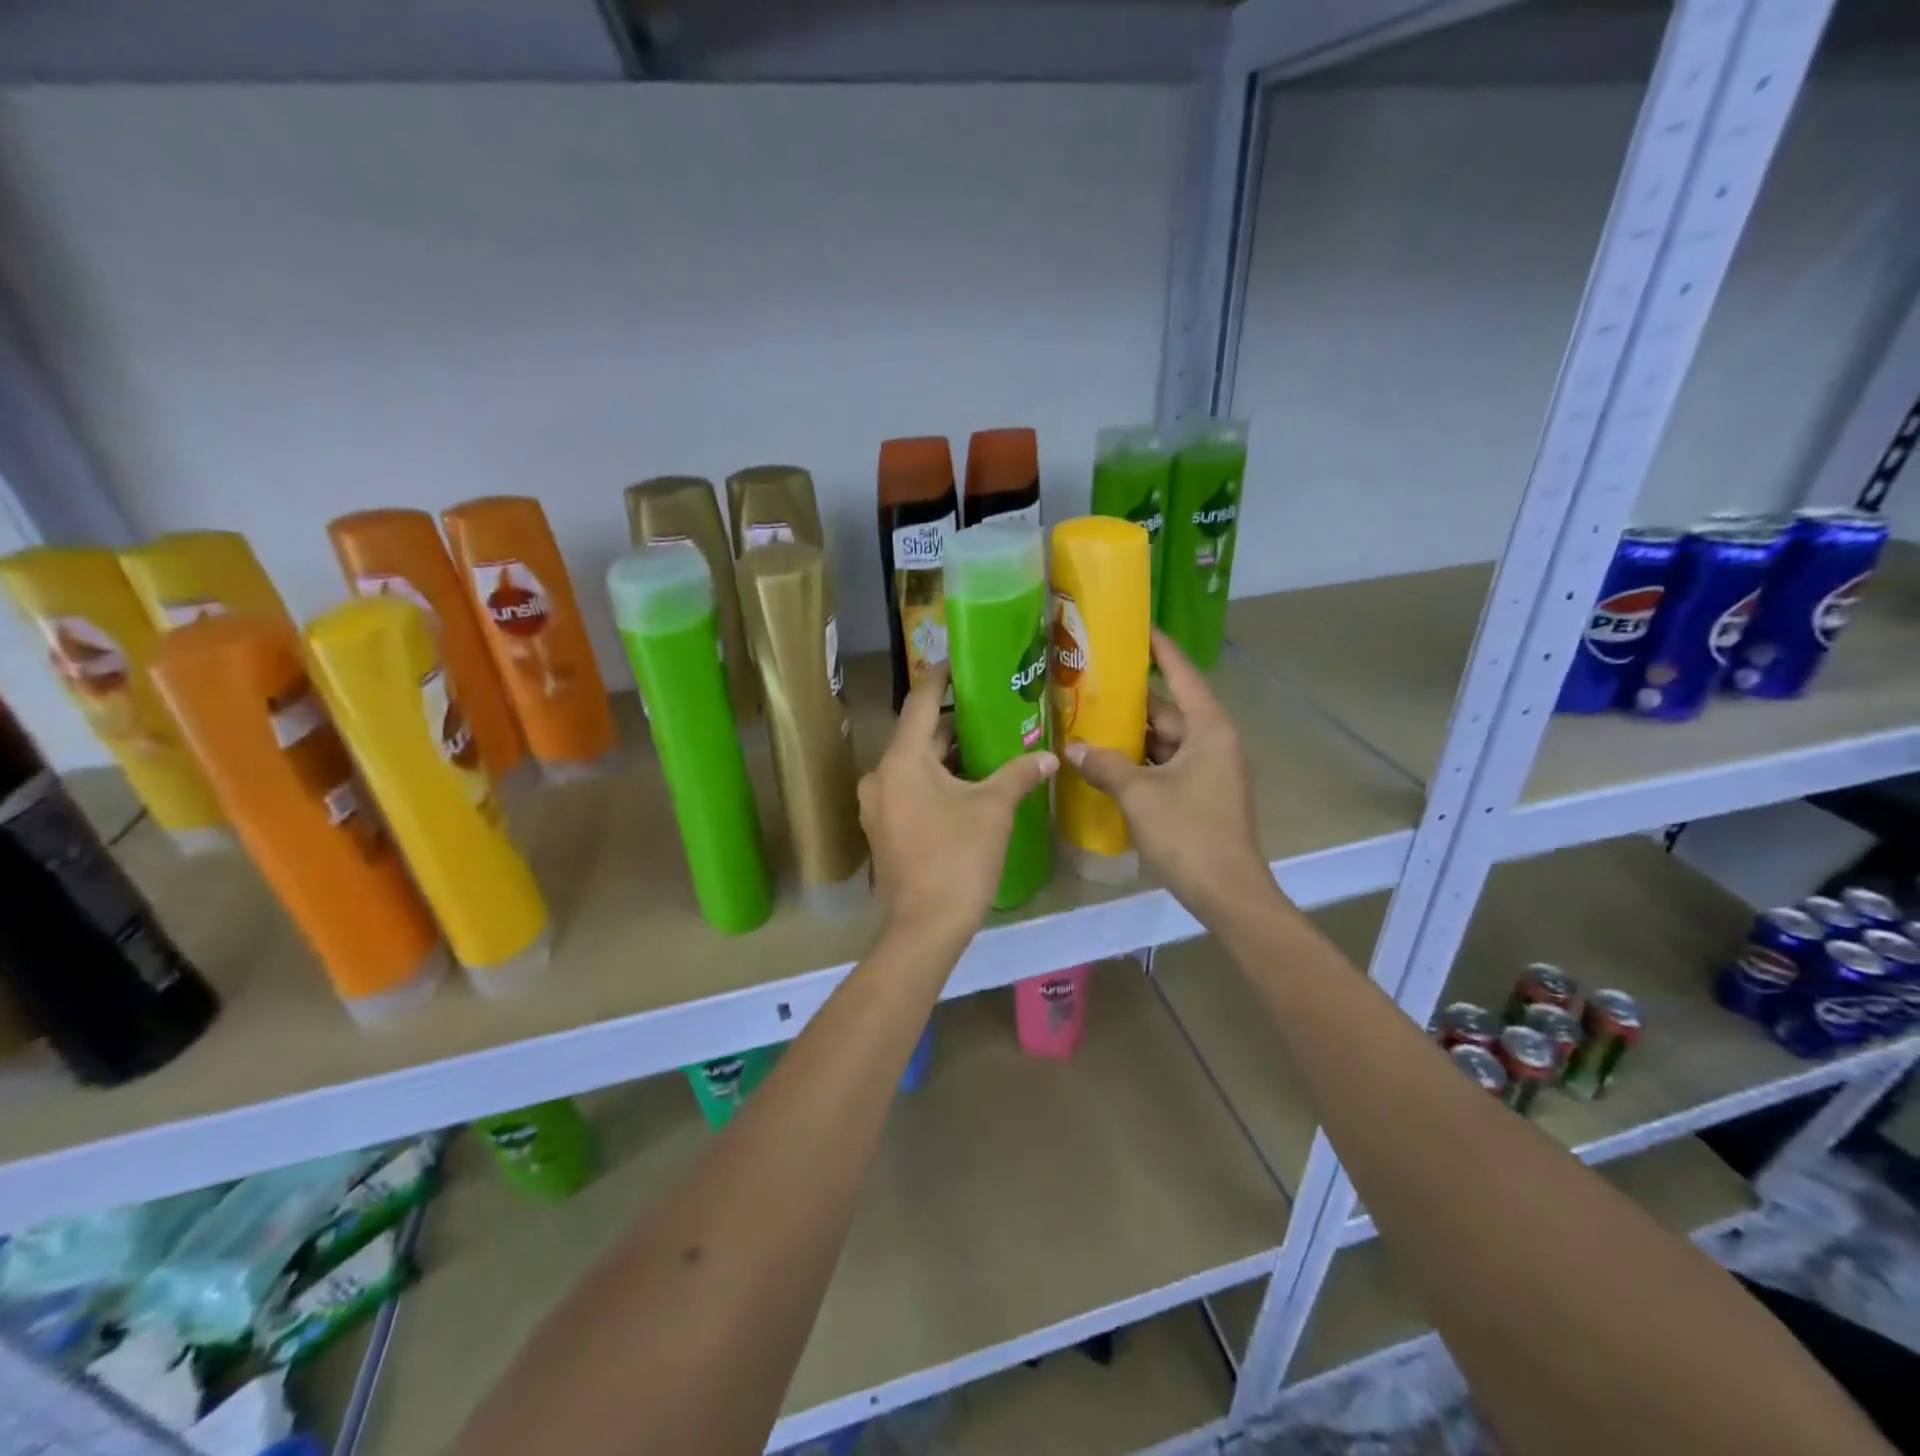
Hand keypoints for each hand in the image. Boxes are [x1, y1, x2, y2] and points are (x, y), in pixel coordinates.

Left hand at [859, 667, 1057, 942]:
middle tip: (988, 709)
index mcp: (902, 760)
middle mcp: (880, 775)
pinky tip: (965, 786)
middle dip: (952, 723)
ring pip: (913, 765)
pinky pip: (908, 789)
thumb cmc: (959, 857)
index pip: (921, 703)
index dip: (939, 678)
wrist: (925, 925)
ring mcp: (876, 805)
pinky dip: (933, 781)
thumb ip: (1020, 774)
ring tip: (984, 746)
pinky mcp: (882, 828)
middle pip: (918, 736)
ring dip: (944, 756)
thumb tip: (1049, 756)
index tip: (957, 661)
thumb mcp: (995, 809)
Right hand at [1065, 630, 1274, 928]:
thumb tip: (1072, 747)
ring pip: (1164, 740)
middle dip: (1130, 700)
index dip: (1159, 649)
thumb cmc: (1188, 833)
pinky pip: (1166, 765)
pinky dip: (1139, 761)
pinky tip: (1106, 762)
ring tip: (1087, 720)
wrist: (1228, 892)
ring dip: (1130, 735)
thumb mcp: (1139, 794)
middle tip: (1088, 683)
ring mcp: (1209, 769)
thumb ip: (1104, 765)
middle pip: (1168, 709)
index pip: (1182, 674)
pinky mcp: (1202, 793)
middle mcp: (1213, 741)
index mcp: (1208, 729)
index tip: (1135, 628)